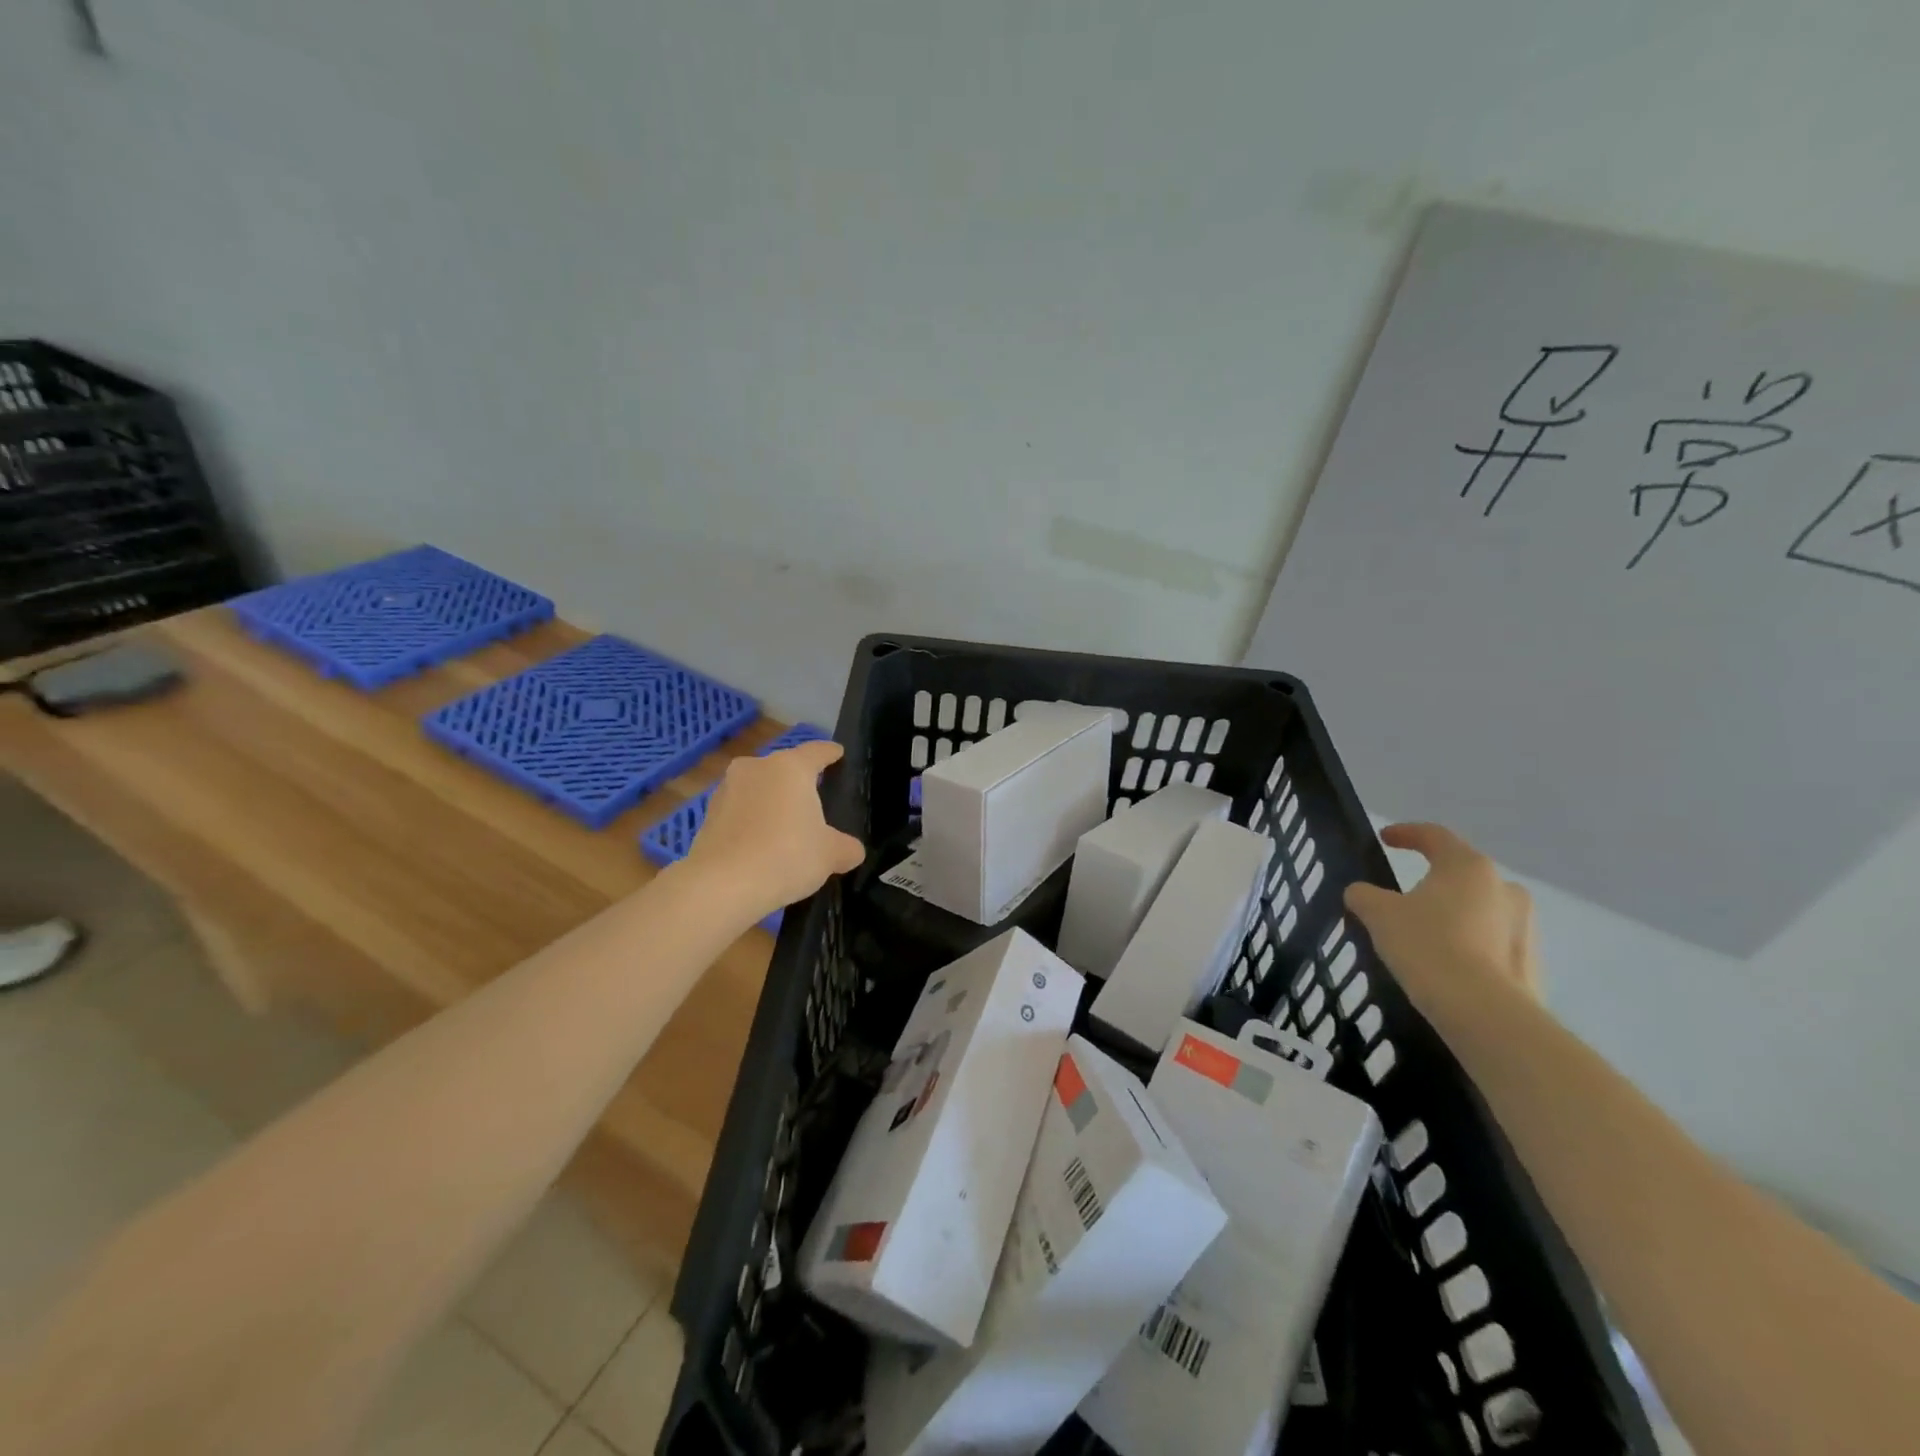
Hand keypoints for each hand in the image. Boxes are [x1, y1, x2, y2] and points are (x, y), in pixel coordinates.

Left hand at [683, 740, 865, 920]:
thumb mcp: (830, 855)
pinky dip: (752, 822)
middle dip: (799, 784)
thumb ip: (846, 848)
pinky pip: (740, 812)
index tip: (838, 754)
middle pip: (785, 769)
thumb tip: (852, 851)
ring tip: (785, 829)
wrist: (721, 886)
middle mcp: (757, 768)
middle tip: (815, 804)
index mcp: (791, 767)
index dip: (831, 753)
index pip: (818, 751)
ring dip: (772, 803)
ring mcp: (727, 789)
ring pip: (759, 789)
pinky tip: (760, 846)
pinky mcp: (708, 815)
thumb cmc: (786, 856)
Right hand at [1343, 824, 1539, 1024]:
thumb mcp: (1378, 914)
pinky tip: (1447, 962)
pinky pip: (1493, 941)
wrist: (1483, 1013)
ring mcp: (1525, 926)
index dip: (1406, 833)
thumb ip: (1364, 895)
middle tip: (1405, 893)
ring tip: (1425, 932)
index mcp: (1468, 866)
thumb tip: (1362, 893)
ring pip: (1481, 908)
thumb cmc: (1426, 946)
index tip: (1385, 839)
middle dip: (1434, 878)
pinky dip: (1470, 943)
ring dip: (1454, 913)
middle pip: (1462, 873)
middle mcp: (1504, 888)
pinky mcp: (1531, 962)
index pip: (1434, 835)